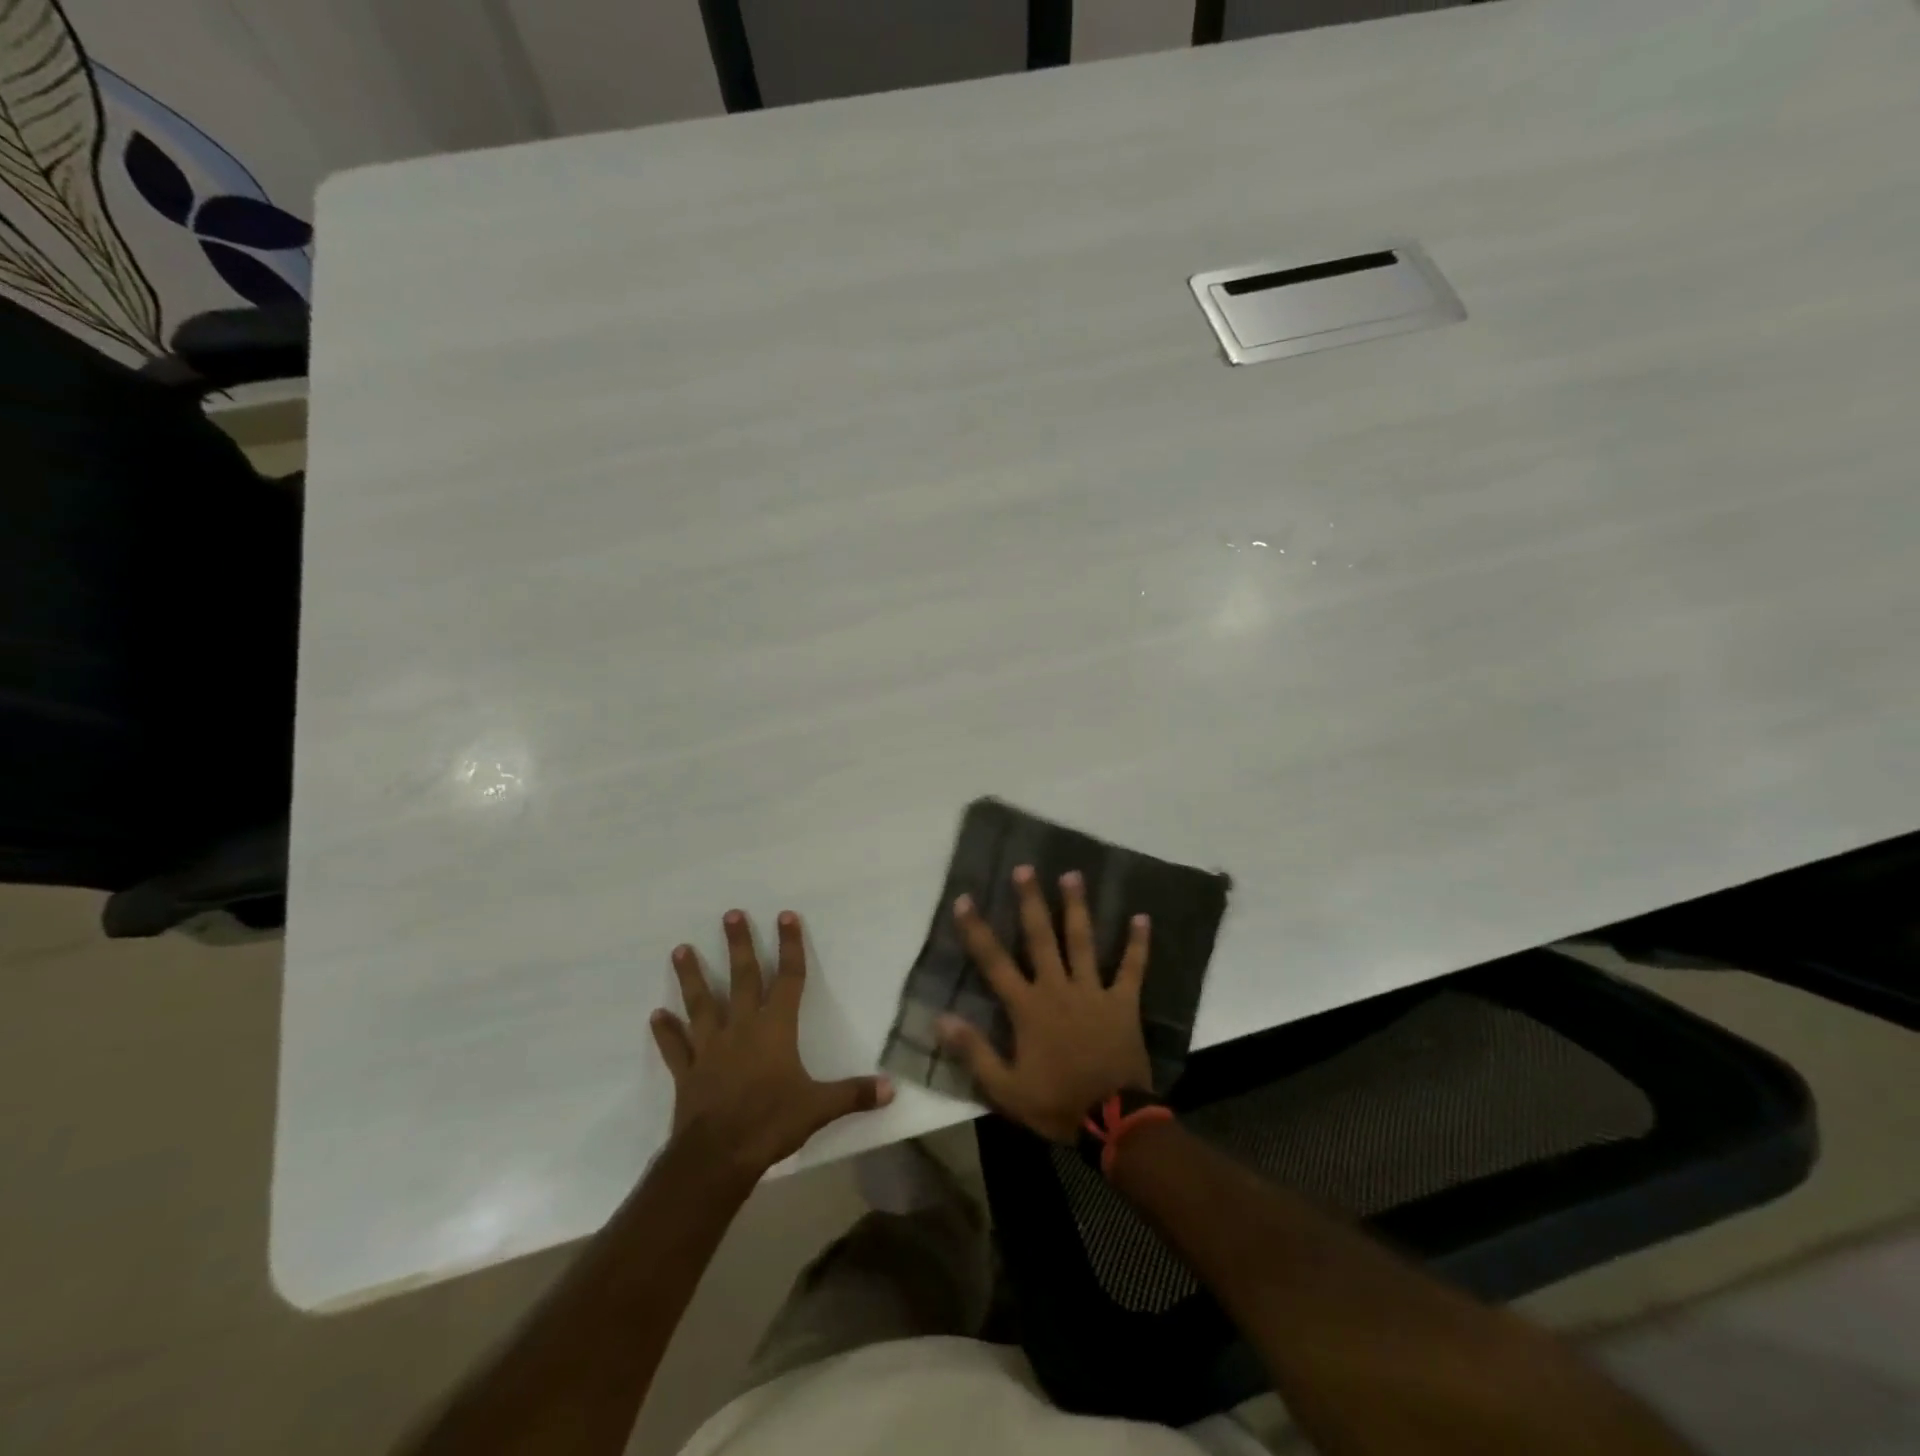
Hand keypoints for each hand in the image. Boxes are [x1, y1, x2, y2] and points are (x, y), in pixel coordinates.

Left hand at [651, 910, 892, 1174]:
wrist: (718, 1157)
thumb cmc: (771, 1123)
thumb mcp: (820, 1108)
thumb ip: (854, 1094)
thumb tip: (892, 1088)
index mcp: (776, 1029)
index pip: (788, 978)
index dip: (789, 946)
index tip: (785, 916)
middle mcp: (742, 1028)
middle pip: (741, 978)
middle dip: (738, 945)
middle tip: (730, 915)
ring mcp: (711, 1048)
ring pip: (701, 1003)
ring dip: (691, 977)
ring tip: (680, 949)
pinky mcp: (688, 1072)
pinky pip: (676, 1047)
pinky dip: (666, 1032)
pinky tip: (656, 1015)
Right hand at [938, 865, 1153, 1142]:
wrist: (1113, 1121)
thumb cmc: (1055, 1103)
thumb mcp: (1005, 1088)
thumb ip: (974, 1051)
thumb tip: (941, 1019)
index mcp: (1028, 1007)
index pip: (995, 961)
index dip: (977, 930)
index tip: (965, 899)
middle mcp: (1058, 988)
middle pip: (1040, 937)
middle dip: (1031, 902)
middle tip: (1025, 868)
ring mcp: (1092, 991)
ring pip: (1082, 941)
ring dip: (1077, 907)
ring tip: (1073, 875)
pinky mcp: (1122, 1002)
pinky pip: (1131, 968)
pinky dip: (1137, 944)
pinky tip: (1142, 917)